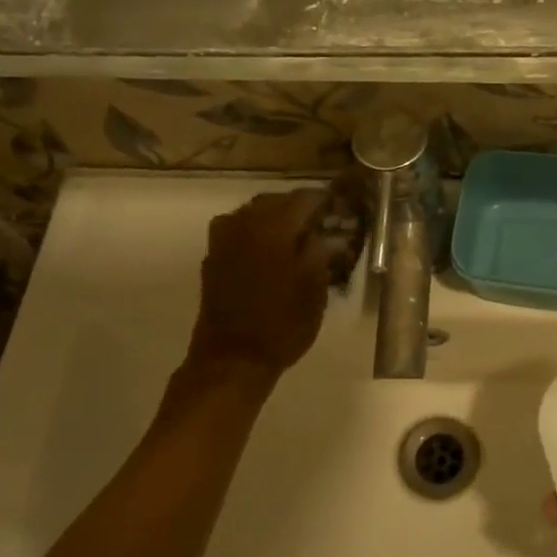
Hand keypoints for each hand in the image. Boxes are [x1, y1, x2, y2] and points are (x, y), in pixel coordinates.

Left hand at [176, 187, 354, 386]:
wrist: (233, 359)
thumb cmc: (282, 324)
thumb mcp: (315, 289)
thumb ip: (322, 251)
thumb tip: (330, 232)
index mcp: (273, 227)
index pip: (304, 198)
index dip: (326, 201)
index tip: (343, 210)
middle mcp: (244, 223)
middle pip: (276, 201)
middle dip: (301, 208)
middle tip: (324, 224)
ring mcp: (223, 239)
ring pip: (254, 213)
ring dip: (277, 218)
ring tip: (299, 237)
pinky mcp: (213, 256)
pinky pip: (239, 230)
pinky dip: (257, 232)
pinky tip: (272, 250)